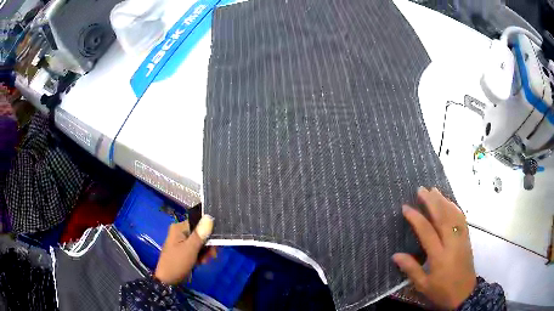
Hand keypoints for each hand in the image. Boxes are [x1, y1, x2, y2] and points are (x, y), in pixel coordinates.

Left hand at [154, 215, 215, 284]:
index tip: (216, 243)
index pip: (198, 223)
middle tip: (212, 256)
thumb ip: (200, 234)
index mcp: (179, 228)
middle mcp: (180, 232)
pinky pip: (196, 249)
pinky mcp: (183, 250)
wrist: (167, 281)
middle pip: (200, 234)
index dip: (209, 231)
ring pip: (200, 243)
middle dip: (207, 245)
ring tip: (205, 261)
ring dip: (205, 252)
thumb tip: (209, 217)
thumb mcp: (190, 249)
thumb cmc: (177, 263)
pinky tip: (201, 263)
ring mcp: (181, 242)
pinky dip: (200, 256)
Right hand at [393, 187, 476, 309]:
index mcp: (439, 256)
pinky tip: (449, 202)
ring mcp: (461, 239)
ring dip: (443, 201)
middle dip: (431, 202)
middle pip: (442, 217)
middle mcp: (451, 243)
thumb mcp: (423, 285)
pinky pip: (462, 219)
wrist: (464, 294)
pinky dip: (455, 207)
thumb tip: (395, 255)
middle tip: (421, 189)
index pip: (427, 231)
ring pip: (453, 215)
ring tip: (434, 190)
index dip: (416, 218)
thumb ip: (411, 269)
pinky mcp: (467, 238)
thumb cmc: (442, 291)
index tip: (406, 207)